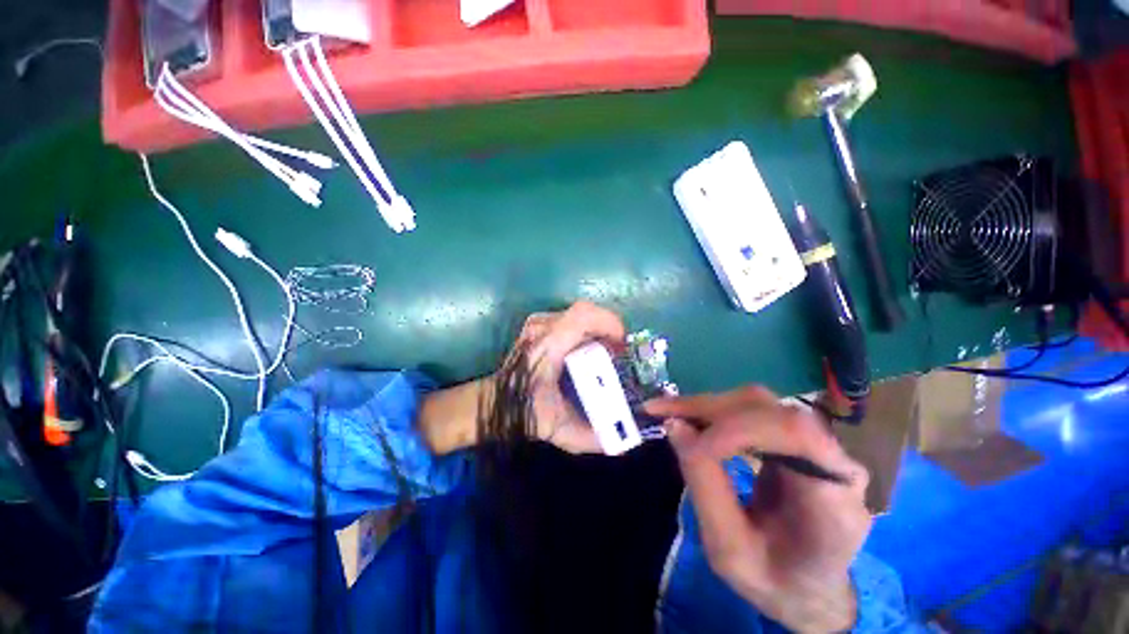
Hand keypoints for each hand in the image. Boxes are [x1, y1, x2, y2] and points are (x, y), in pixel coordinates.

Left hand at [418, 302, 625, 455]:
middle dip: (607, 329)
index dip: (610, 323)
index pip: (583, 316)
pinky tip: (586, 349)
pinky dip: (584, 330)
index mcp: (548, 348)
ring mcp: (536, 323)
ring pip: (579, 314)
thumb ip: (593, 437)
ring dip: (596, 330)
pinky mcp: (536, 324)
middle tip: (615, 353)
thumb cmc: (523, 412)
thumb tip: (627, 438)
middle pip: (585, 311)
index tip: (621, 346)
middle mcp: (541, 329)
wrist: (493, 401)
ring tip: (603, 352)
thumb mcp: (559, 429)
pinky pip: (569, 319)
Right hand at [645, 387, 871, 632]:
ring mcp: (817, 444)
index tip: (692, 444)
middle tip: (659, 411)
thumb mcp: (730, 551)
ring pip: (756, 403)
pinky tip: (688, 416)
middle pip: (769, 409)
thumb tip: (674, 424)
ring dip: (707, 405)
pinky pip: (751, 410)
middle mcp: (834, 461)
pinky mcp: (794, 438)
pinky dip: (714, 411)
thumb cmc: (775, 581)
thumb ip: (705, 486)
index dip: (738, 429)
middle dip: (709, 408)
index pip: (794, 434)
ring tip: (666, 411)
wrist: (809, 587)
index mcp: (834, 501)